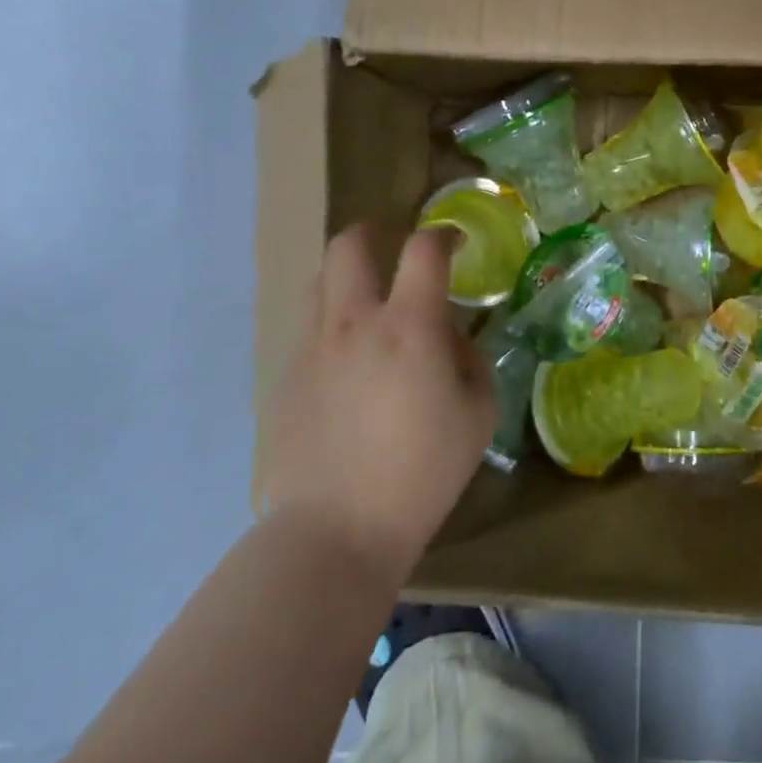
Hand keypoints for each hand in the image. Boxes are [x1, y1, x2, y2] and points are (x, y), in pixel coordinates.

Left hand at [259, 224, 494, 582]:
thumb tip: (448, 340)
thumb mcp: (477, 415)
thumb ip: (469, 362)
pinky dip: (330, 328)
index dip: (442, 235)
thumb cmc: (422, 472)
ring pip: (319, 281)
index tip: (454, 243)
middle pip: (349, 245)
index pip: (424, 250)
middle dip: (374, 233)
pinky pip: (307, 331)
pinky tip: (346, 368)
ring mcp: (310, 349)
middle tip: (394, 250)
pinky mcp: (284, 379)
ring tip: (367, 304)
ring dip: (346, 276)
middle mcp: (353, 323)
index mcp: (408, 326)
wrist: (335, 529)